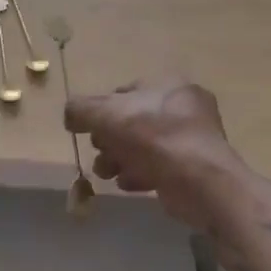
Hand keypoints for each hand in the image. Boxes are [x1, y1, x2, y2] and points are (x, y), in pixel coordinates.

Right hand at [65, 80, 270, 232]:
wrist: (199, 182)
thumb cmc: (152, 138)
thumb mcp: (105, 115)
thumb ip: (81, 109)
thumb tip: (70, 115)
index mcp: (168, 85)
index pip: (126, 92)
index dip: (102, 111)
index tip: (89, 131)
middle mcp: (184, 108)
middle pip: (134, 121)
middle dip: (110, 140)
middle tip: (99, 155)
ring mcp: (193, 139)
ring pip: (145, 146)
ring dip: (121, 159)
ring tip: (108, 174)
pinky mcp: (195, 168)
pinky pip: (160, 166)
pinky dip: (140, 174)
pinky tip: (128, 184)